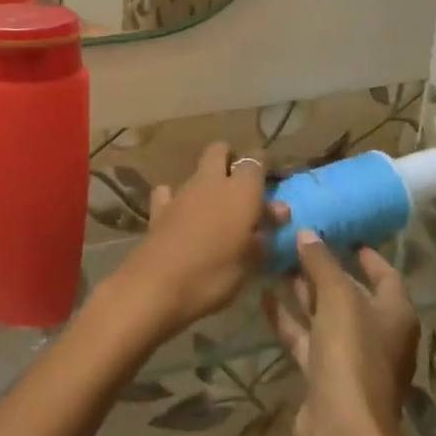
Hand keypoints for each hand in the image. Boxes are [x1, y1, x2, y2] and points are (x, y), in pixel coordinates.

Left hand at [102, 142, 284, 345]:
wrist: (157, 284)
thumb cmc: (214, 274)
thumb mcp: (251, 260)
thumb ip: (264, 231)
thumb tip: (278, 210)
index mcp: (241, 190)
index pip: (256, 160)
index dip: (264, 165)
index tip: (272, 180)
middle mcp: (211, 181)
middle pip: (219, 151)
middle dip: (229, 159)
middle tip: (241, 186)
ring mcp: (181, 192)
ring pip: (196, 172)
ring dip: (206, 183)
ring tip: (216, 209)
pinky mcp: (158, 208)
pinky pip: (169, 192)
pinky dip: (176, 199)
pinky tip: (181, 214)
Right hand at [263, 234, 420, 435]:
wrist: (342, 429)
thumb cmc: (352, 354)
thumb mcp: (338, 298)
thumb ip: (322, 263)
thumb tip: (307, 234)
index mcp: (395, 314)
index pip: (385, 274)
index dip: (366, 254)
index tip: (340, 232)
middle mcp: (377, 334)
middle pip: (351, 294)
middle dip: (325, 270)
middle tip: (296, 243)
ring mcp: (349, 357)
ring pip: (324, 316)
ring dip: (303, 292)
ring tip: (276, 263)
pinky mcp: (323, 376)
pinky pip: (305, 339)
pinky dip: (287, 320)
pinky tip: (264, 298)